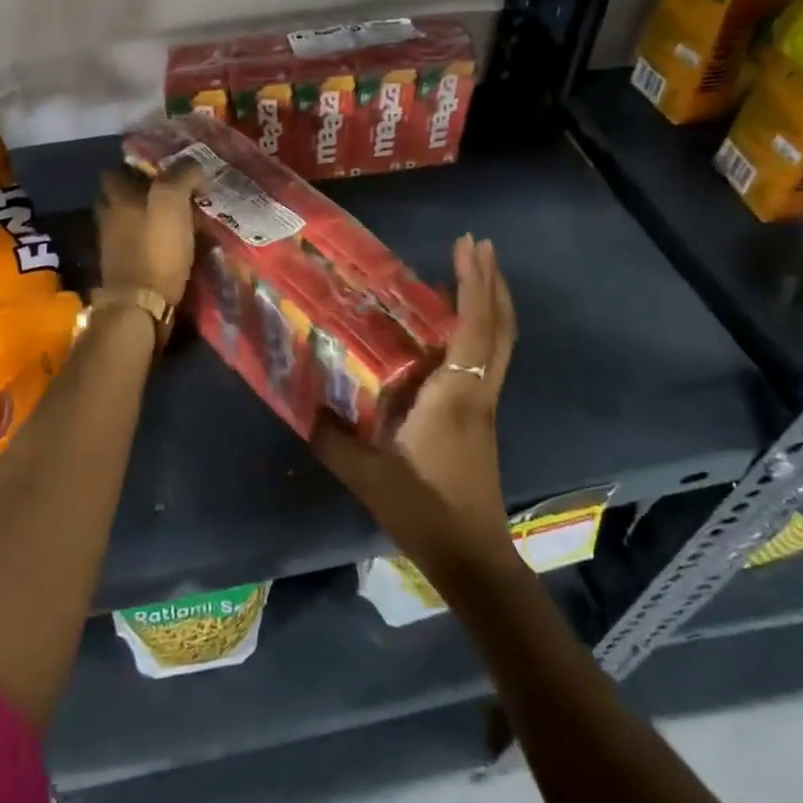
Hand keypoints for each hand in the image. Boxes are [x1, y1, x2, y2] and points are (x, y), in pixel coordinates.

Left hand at [96, 161, 205, 306]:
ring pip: (123, 222)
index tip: (158, 167)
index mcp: (117, 198)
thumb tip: (193, 164)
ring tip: (169, 219)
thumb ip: (181, 176)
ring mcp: (111, 246)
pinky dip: (144, 242)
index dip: (133, 166)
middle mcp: (108, 218)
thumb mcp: (172, 203)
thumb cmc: (156, 249)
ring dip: (140, 218)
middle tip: (165, 192)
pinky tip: (165, 245)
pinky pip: (132, 245)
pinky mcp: (121, 269)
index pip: (113, 171)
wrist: (140, 306)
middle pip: (115, 197)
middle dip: (135, 192)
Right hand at [311, 234, 517, 575]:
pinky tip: (450, 329)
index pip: (474, 327)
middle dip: (492, 281)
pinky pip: (487, 360)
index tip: (470, 244)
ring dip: (490, 303)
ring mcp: (485, 405)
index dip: (475, 282)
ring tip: (469, 273)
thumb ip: (331, 435)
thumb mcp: (366, 474)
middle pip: (501, 327)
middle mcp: (478, 391)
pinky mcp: (481, 419)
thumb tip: (302, 400)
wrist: (473, 558)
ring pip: (500, 343)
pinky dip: (479, 330)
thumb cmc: (424, 509)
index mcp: (456, 394)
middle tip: (478, 245)